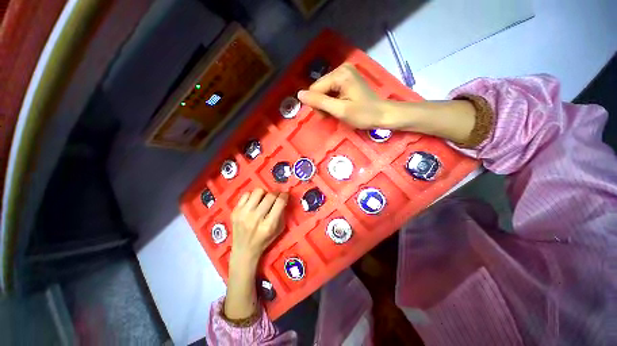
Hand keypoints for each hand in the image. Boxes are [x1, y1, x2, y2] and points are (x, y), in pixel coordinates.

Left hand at [230, 188, 287, 264]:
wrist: (244, 250)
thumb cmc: (265, 239)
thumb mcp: (279, 229)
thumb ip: (282, 213)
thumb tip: (283, 197)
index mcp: (269, 225)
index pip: (280, 202)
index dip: (284, 195)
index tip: (285, 194)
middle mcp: (256, 218)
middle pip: (270, 196)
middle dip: (276, 193)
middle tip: (276, 196)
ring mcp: (243, 213)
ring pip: (258, 191)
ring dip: (264, 193)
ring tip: (263, 199)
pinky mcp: (235, 211)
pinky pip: (246, 194)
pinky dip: (252, 196)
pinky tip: (254, 202)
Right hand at [297, 63, 388, 128]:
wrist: (382, 114)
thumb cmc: (363, 114)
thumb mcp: (340, 110)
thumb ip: (319, 102)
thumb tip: (299, 94)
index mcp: (339, 74)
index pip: (315, 89)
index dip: (317, 105)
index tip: (326, 116)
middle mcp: (341, 69)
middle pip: (319, 88)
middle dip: (322, 104)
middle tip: (331, 115)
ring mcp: (344, 73)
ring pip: (324, 90)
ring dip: (326, 104)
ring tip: (336, 112)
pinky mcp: (347, 79)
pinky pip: (331, 90)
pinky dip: (332, 101)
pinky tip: (339, 107)